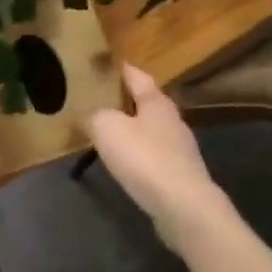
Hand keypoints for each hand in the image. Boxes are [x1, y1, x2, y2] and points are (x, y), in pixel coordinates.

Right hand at [85, 64, 225, 250]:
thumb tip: (88, 115)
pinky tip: (124, 162)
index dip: (120, 69)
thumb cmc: (144, 158)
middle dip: (124, 100)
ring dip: (131, 129)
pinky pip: (153, 155)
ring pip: (150, 130)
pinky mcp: (180, 175)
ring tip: (107, 132)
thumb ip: (94, 116)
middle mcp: (172, 120)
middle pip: (146, 102)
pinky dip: (138, 154)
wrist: (183, 207)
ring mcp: (180, 149)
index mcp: (156, 101)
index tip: (103, 64)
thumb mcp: (106, 128)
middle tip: (98, 100)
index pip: (136, 75)